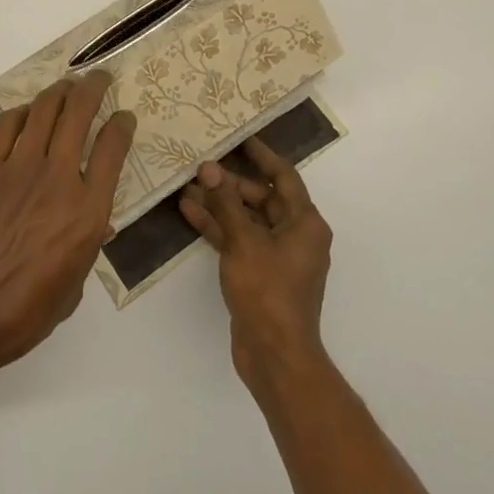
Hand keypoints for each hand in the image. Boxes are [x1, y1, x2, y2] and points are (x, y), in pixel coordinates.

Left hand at [0, 72, 136, 381]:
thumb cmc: (23, 313)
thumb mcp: (73, 287)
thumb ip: (86, 245)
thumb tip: (94, 223)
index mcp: (87, 212)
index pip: (113, 149)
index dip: (122, 125)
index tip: (124, 117)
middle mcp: (58, 178)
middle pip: (80, 113)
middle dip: (93, 88)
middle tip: (98, 78)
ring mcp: (19, 167)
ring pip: (44, 109)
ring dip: (60, 91)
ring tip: (67, 85)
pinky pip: (7, 125)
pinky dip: (22, 112)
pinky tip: (27, 113)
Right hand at [179, 137, 332, 395]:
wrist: (275, 356)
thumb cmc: (268, 291)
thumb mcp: (244, 241)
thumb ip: (226, 202)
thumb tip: (210, 167)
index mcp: (305, 223)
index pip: (284, 176)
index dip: (262, 155)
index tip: (240, 137)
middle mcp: (296, 235)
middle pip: (263, 197)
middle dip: (231, 182)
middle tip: (202, 164)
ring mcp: (278, 256)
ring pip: (247, 219)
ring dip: (220, 204)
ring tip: (187, 185)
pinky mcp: (261, 273)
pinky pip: (239, 239)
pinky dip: (219, 227)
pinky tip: (189, 212)